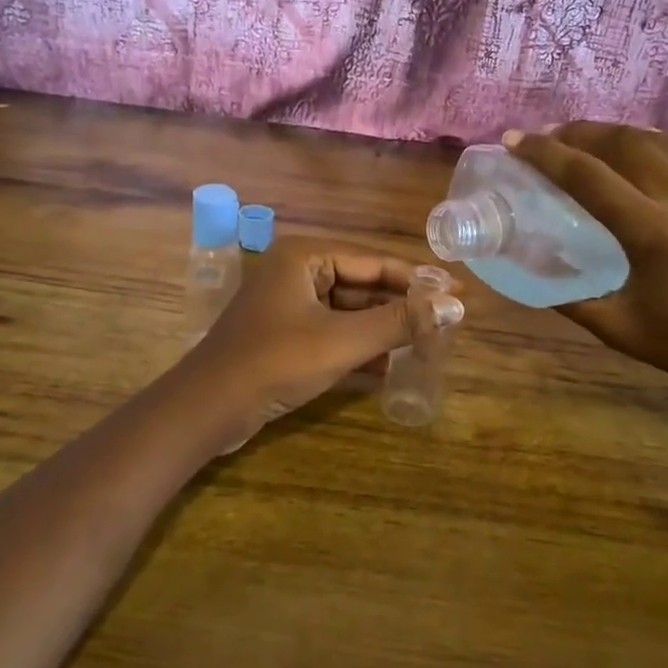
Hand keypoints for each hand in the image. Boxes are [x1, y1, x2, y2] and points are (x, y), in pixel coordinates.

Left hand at [182, 238, 463, 443]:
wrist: (208, 410)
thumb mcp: (343, 341)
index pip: (374, 262)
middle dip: (401, 307)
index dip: (418, 278)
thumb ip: (399, 321)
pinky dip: (358, 348)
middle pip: (362, 285)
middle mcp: (295, 273)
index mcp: (304, 257)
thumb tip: (455, 305)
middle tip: (446, 322)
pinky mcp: (284, 337)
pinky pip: (332, 333)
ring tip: (427, 345)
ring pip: (348, 312)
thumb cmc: (275, 362)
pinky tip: (389, 368)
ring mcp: (287, 306)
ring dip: (383, 330)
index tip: (459, 291)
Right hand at [504, 124, 667, 421]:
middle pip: (619, 142)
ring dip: (608, 131)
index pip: (587, 176)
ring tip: (577, 139)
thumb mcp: (618, 329)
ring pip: (651, 138)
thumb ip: (570, 298)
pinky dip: (646, 138)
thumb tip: (530, 270)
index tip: (514, 142)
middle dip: (573, 132)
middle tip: (541, 138)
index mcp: (651, 234)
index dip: (544, 153)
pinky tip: (631, 147)